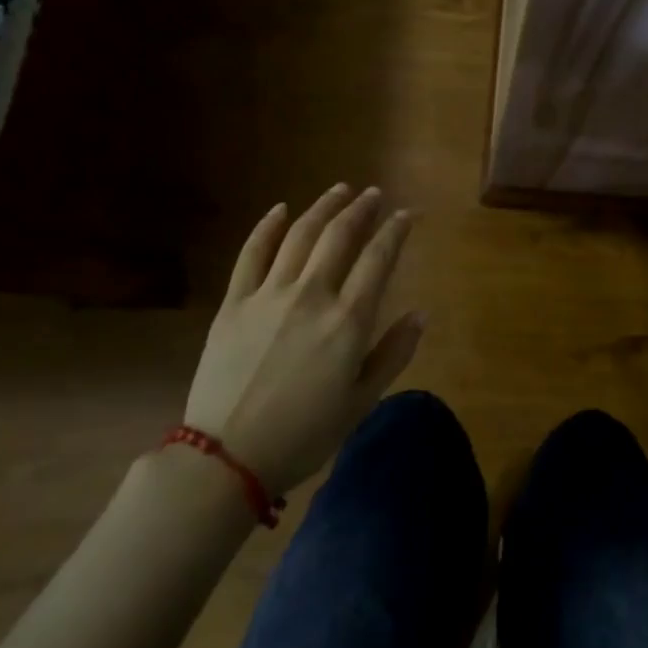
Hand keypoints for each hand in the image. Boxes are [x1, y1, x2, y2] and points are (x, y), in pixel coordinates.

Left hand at [184, 185, 423, 495]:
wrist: (227, 457)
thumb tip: (421, 313)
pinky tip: (280, 209)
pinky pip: (252, 253)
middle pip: (340, 236)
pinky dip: (267, 226)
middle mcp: (312, 294)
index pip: (379, 259)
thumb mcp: (361, 402)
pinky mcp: (234, 302)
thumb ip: (394, 353)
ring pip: (300, 234)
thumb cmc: (304, 435)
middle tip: (374, 194)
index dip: (396, 230)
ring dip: (322, 207)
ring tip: (339, 190)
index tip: (407, 213)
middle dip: (361, 209)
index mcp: (348, 320)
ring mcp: (268, 294)